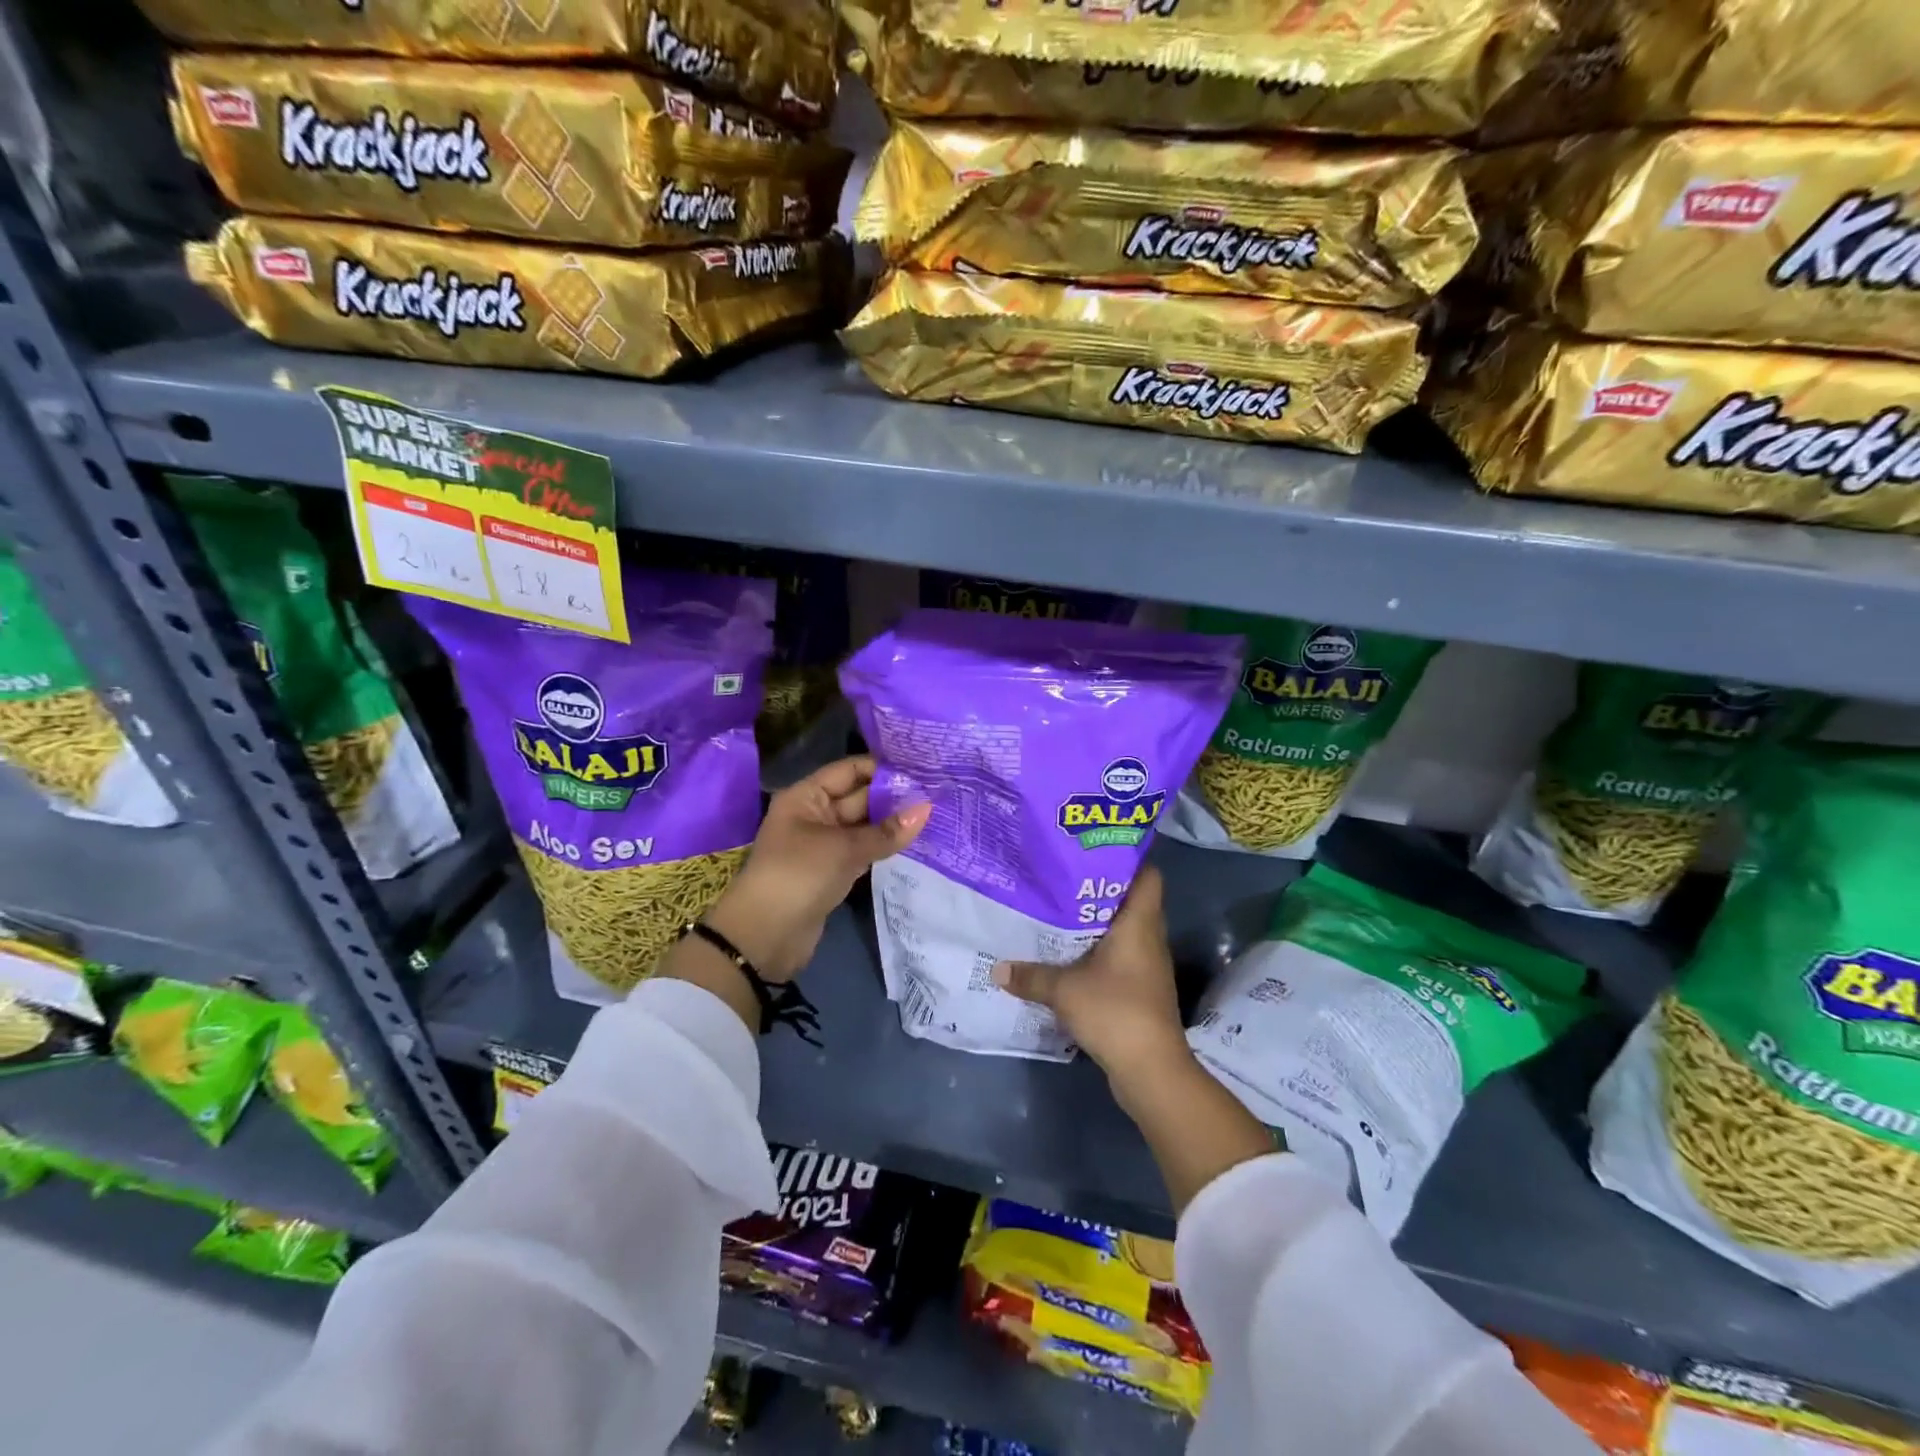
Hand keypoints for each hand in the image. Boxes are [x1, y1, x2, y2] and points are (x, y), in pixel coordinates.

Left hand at [704, 756, 929, 982]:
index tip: (921, 769)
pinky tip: (914, 843)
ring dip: (892, 823)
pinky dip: (884, 847)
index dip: (882, 768)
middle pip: (859, 797)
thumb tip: (927, 808)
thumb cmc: (799, 875)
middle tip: (937, 793)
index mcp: (806, 796)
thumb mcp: (844, 849)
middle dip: (893, 797)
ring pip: (863, 826)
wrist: (765, 936)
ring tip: (934, 814)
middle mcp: (815, 814)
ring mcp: (824, 844)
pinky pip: (862, 850)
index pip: (849, 770)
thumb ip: (887, 831)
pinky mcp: (832, 871)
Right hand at [991, 867, 1191, 1084]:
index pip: (1148, 876)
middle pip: (1132, 902)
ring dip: (1098, 925)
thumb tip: (997, 968)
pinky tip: (1072, 957)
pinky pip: (1121, 959)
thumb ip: (1031, 976)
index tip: (1093, 852)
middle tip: (1064, 880)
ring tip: (1061, 914)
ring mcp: (1149, 967)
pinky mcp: (1142, 991)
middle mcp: (1150, 939)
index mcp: (1139, 924)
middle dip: (1100, 891)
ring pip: (1126, 932)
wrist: (1151, 1070)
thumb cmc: (1114, 1011)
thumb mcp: (1064, 990)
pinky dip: (1100, 954)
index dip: (1127, 859)